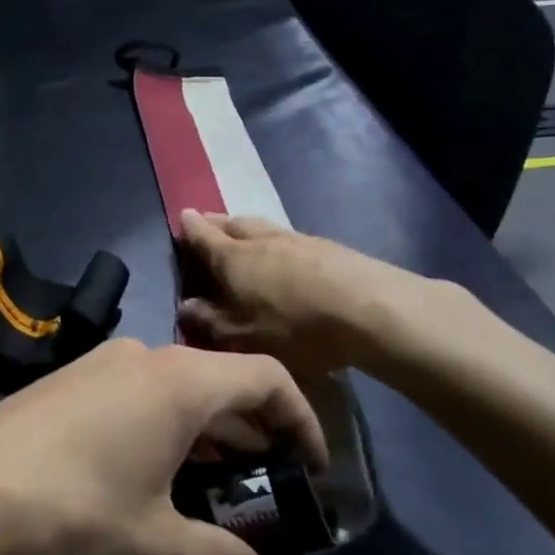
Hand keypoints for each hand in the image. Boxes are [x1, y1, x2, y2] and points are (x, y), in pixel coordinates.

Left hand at [0, 339, 327, 554]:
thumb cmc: (73, 511)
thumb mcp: (152, 543)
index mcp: (178, 381)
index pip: (265, 377)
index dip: (301, 418)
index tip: (311, 466)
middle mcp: (142, 357)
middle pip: (219, 379)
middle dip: (251, 428)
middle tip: (268, 481)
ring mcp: (99, 363)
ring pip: (174, 386)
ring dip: (204, 429)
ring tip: (214, 483)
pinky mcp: (67, 380)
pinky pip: (135, 391)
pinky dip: (162, 424)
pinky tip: (152, 473)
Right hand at [176, 210, 476, 380]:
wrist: (371, 310)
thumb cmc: (296, 327)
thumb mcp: (243, 337)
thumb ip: (210, 321)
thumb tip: (185, 306)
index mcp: (233, 258)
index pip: (204, 236)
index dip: (190, 228)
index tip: (182, 217)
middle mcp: (261, 240)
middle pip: (234, 223)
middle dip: (217, 223)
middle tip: (208, 223)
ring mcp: (297, 240)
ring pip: (263, 227)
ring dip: (247, 228)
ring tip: (242, 234)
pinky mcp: (328, 248)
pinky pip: (289, 238)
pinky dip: (276, 242)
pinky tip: (284, 255)